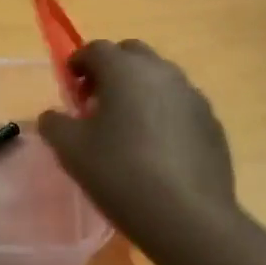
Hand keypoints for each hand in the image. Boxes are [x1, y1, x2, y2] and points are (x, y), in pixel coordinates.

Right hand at [37, 40, 235, 245]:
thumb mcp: (71, 151)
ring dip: (140, 91)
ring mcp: (193, 96)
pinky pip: (181, 106)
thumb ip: (55, 124)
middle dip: (112, 69)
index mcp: (125, 71)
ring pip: (160, 79)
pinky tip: (157, 149)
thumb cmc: (120, 174)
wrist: (186, 215)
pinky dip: (164, 114)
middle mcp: (163, 72)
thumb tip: (53, 115)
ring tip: (127, 127)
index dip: (78, 64)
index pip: (96, 49)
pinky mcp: (211, 122)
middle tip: (97, 102)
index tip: (70, 87)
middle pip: (133, 54)